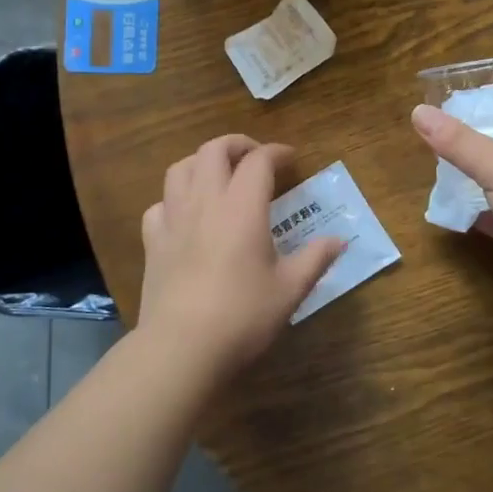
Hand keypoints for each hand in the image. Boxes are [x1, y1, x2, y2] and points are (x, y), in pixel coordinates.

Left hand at [137, 136, 344, 381]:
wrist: (182, 346)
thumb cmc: (243, 315)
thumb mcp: (290, 289)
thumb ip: (315, 258)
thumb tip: (340, 240)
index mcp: (242, 207)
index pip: (259, 161)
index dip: (277, 152)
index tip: (291, 159)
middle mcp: (205, 201)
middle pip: (213, 150)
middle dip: (236, 145)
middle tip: (255, 159)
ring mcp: (173, 219)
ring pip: (180, 168)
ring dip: (201, 162)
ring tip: (218, 176)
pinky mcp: (152, 242)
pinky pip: (159, 204)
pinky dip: (174, 199)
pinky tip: (185, 215)